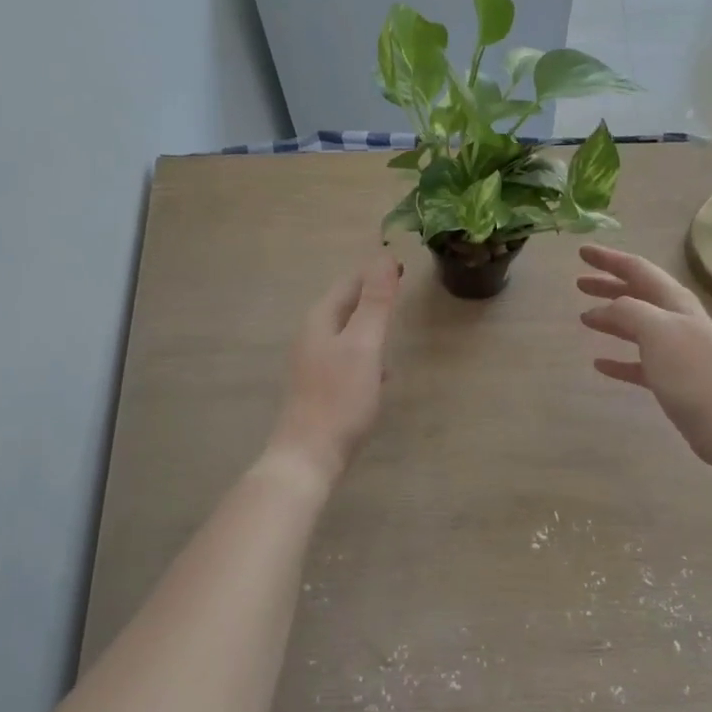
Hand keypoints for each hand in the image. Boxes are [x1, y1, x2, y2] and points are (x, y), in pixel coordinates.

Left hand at [268, 253, 400, 482]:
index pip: (350, 283)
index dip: (375, 271)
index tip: (402, 263)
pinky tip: (381, 371)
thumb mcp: (363, 345)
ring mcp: (314, 364)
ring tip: (393, 322)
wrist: (309, 456)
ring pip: (346, 332)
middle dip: (371, 295)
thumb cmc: (339, 398)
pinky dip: (366, 353)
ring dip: (369, 324)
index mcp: (321, 320)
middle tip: (400, 287)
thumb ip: (375, 303)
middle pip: (345, 305)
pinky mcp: (321, 388)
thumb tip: (383, 256)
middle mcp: (312, 336)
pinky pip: (347, 357)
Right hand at [577, 245, 711, 466]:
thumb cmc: (691, 371)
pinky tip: (599, 364)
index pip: (637, 269)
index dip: (609, 259)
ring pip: (636, 325)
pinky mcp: (670, 380)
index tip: (581, 252)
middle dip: (608, 285)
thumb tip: (605, 309)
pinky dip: (618, 359)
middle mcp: (675, 320)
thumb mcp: (657, 330)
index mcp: (675, 301)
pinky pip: (638, 362)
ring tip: (583, 317)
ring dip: (610, 318)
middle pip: (637, 294)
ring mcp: (674, 350)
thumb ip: (628, 310)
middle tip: (579, 282)